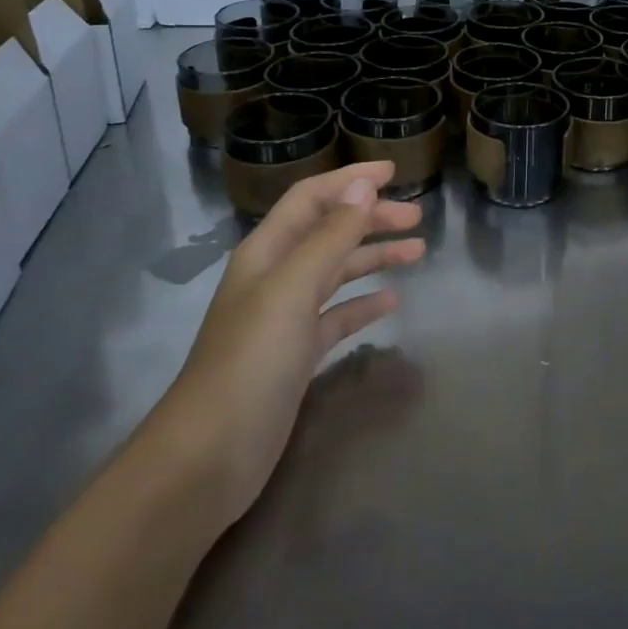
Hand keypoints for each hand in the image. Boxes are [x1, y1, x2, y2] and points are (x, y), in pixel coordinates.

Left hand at [141, 162, 425, 530]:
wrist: (210, 456)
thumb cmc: (250, 361)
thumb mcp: (292, 289)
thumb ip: (330, 237)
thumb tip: (364, 186)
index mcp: (266, 252)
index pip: (311, 198)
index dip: (349, 180)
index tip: (393, 172)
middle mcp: (275, 277)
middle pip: (329, 232)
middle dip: (371, 218)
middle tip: (416, 216)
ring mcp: (285, 318)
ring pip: (337, 272)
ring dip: (374, 257)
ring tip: (417, 252)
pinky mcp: (297, 355)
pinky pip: (337, 316)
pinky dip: (364, 304)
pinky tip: (392, 303)